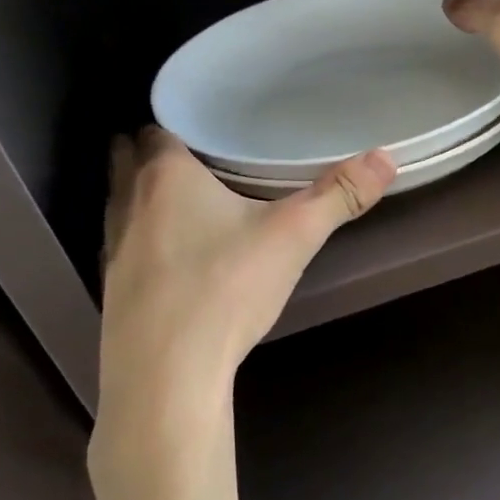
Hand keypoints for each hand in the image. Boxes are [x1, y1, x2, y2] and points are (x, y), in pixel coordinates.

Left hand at [97, 128, 395, 416]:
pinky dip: (143, 240)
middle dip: (153, 154)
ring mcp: (112, 248)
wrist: (166, 375)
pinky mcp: (112, 289)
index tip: (209, 129)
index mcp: (165, 176)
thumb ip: (339, 195)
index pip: (157, 129)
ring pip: (121, 203)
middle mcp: (128, 203)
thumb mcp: (293, 237)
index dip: (179, 124)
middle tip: (200, 159)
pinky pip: (124, 246)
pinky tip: (175, 258)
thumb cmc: (225, 289)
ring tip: (186, 202)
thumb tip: (387, 157)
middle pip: (128, 160)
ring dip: (143, 196)